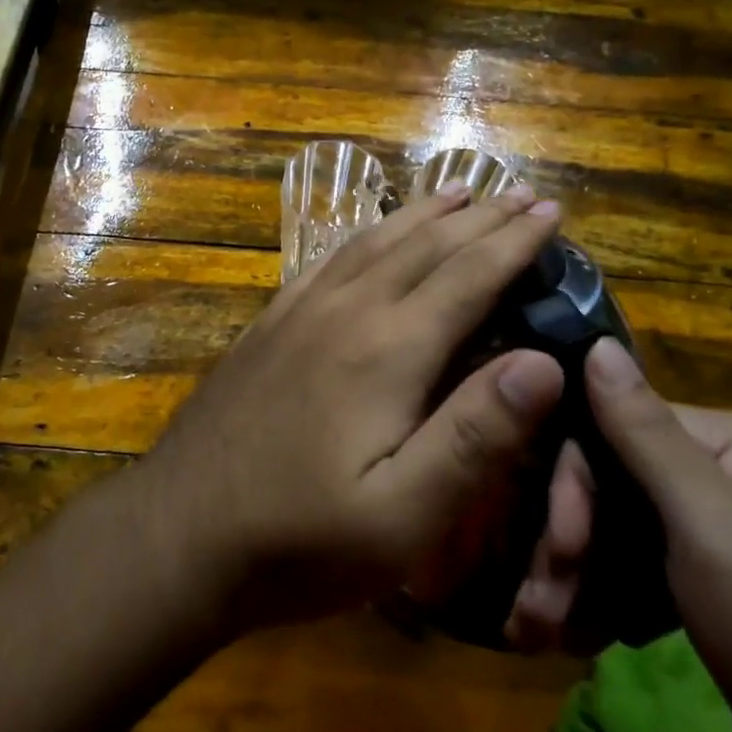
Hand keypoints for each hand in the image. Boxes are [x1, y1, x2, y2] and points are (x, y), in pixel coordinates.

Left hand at [131, 185, 566, 630]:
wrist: (178, 533)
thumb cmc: (300, 539)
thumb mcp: (402, 514)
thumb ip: (474, 435)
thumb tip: (546, 361)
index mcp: (388, 349)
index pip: (468, 276)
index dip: (515, 241)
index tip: (553, 211)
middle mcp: (346, 310)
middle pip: (425, 246)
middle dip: (481, 217)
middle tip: (522, 193)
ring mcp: (300, 311)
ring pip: (375, 241)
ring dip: (424, 214)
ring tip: (459, 192)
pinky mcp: (270, 324)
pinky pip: (328, 258)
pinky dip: (366, 234)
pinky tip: (372, 234)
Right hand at [510, 340, 731, 731]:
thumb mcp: (710, 523)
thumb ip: (645, 433)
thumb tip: (595, 342)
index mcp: (726, 441)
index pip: (613, 431)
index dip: (574, 486)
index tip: (557, 550)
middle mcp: (717, 471)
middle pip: (609, 482)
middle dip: (569, 543)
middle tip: (539, 607)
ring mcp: (711, 527)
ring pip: (614, 529)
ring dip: (576, 577)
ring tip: (545, 631)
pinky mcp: (704, 580)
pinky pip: (634, 567)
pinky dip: (604, 598)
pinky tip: (583, 634)